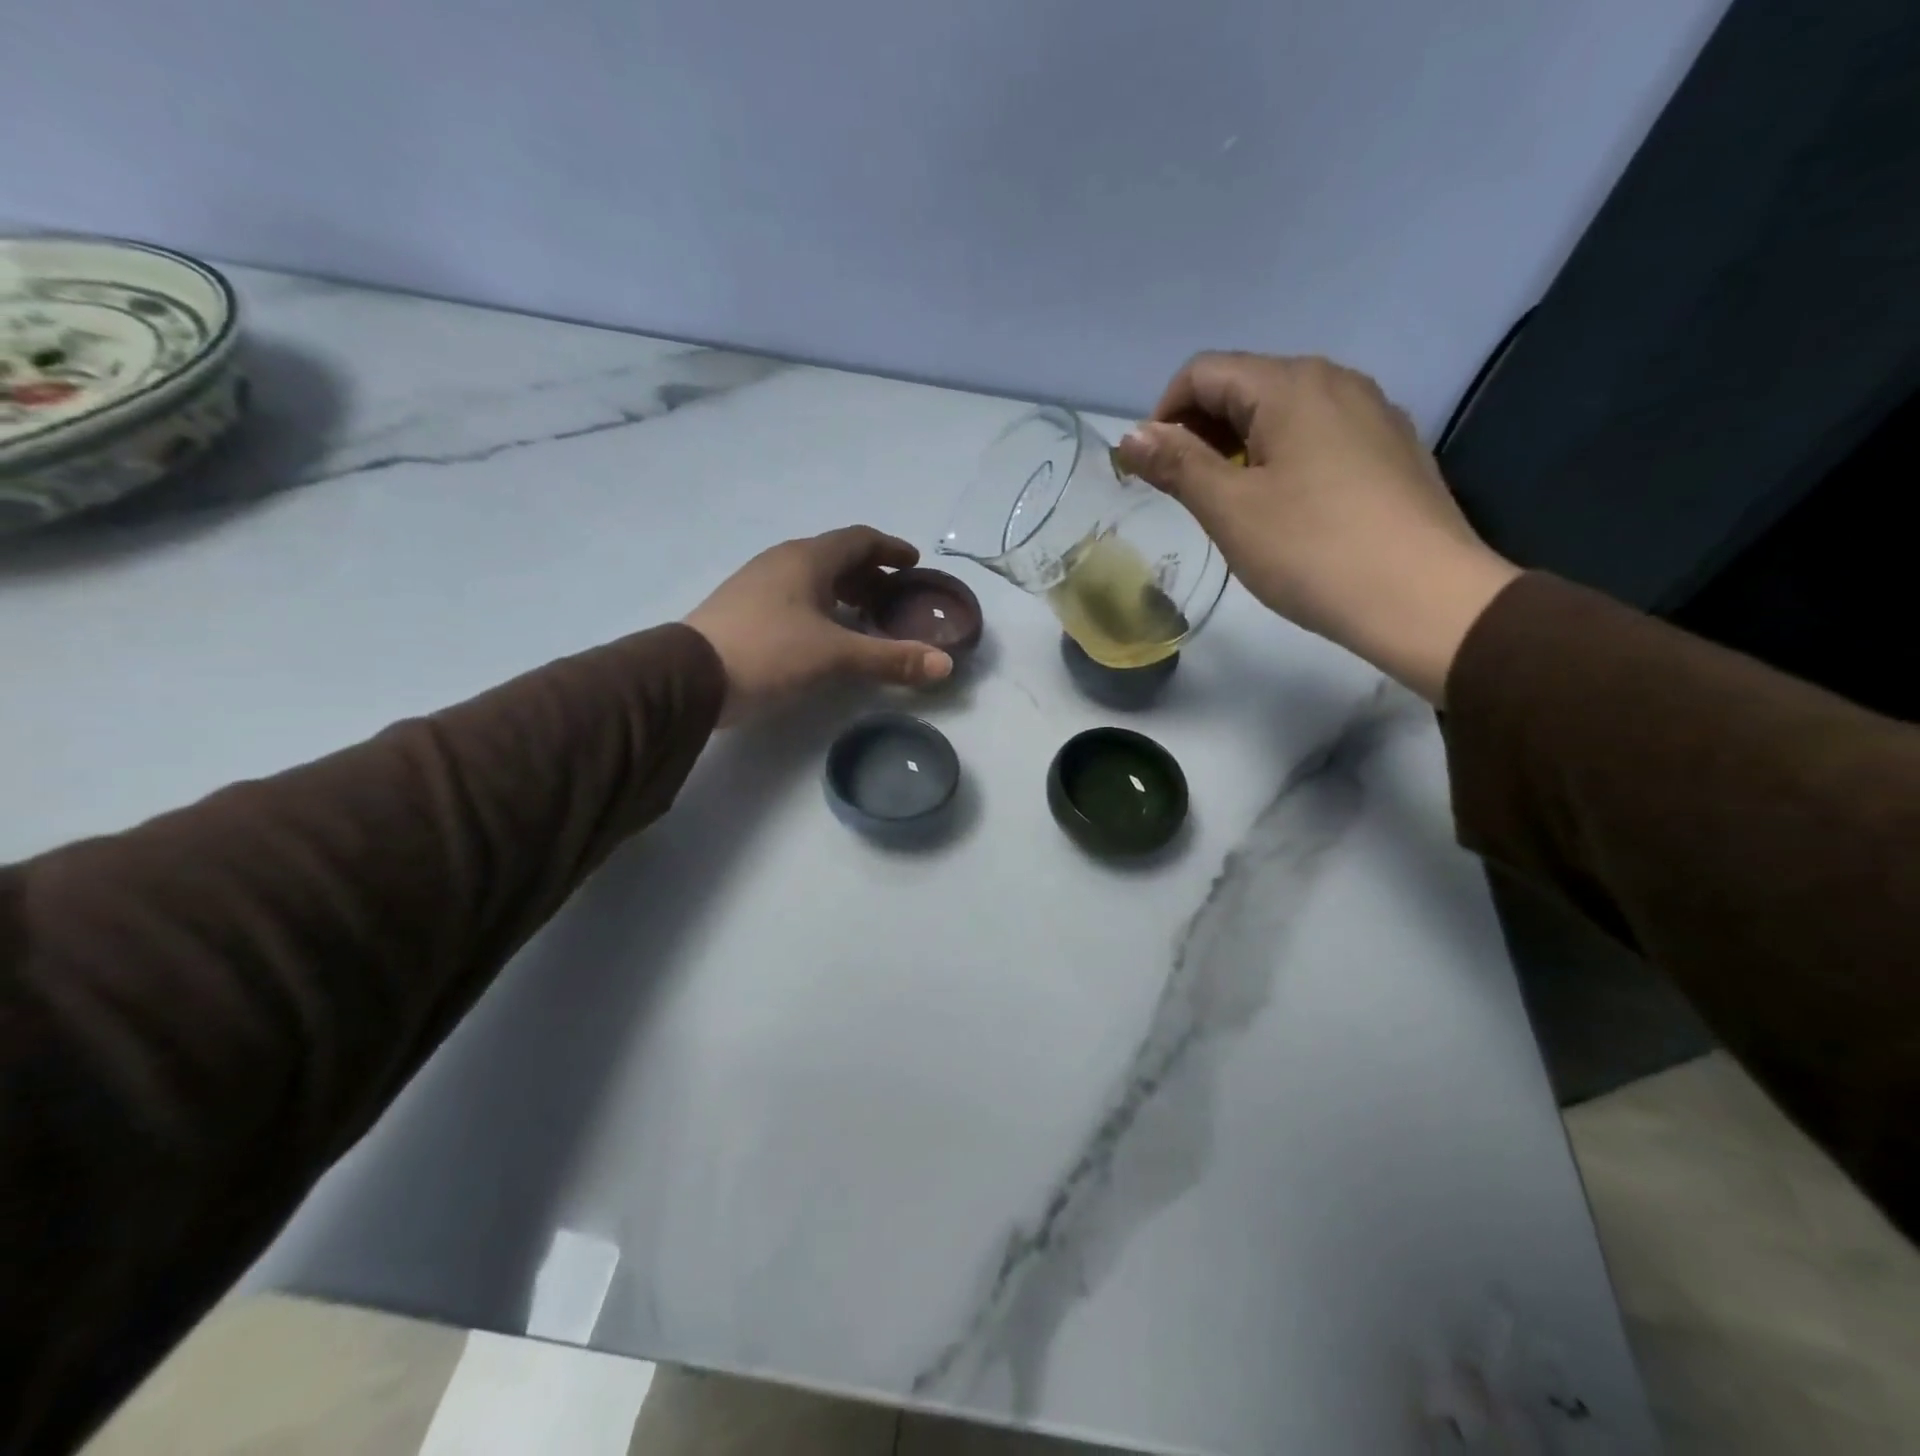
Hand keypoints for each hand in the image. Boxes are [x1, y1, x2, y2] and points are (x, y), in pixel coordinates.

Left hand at [685, 527, 952, 723]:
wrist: (688, 677)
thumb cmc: (769, 652)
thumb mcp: (835, 656)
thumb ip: (890, 658)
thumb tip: (945, 665)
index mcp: (807, 559)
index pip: (859, 539)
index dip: (890, 548)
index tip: (913, 562)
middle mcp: (782, 562)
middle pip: (836, 557)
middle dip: (869, 574)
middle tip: (894, 598)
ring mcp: (757, 585)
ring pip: (812, 578)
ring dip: (843, 592)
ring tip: (865, 618)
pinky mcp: (743, 610)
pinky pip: (794, 597)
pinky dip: (820, 608)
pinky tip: (825, 636)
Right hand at [1113, 352, 1520, 704]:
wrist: (1424, 599)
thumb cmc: (1312, 550)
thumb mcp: (1229, 508)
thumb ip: (1177, 463)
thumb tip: (1129, 435)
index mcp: (1290, 385)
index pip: (1203, 372)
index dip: (1164, 415)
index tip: (1153, 471)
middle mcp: (1336, 380)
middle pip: (1245, 385)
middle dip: (1201, 431)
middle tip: (1186, 492)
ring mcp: (1373, 412)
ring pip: (1284, 411)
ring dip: (1241, 445)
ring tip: (1233, 504)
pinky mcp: (1393, 449)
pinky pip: (1320, 435)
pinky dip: (1284, 457)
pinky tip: (1287, 509)